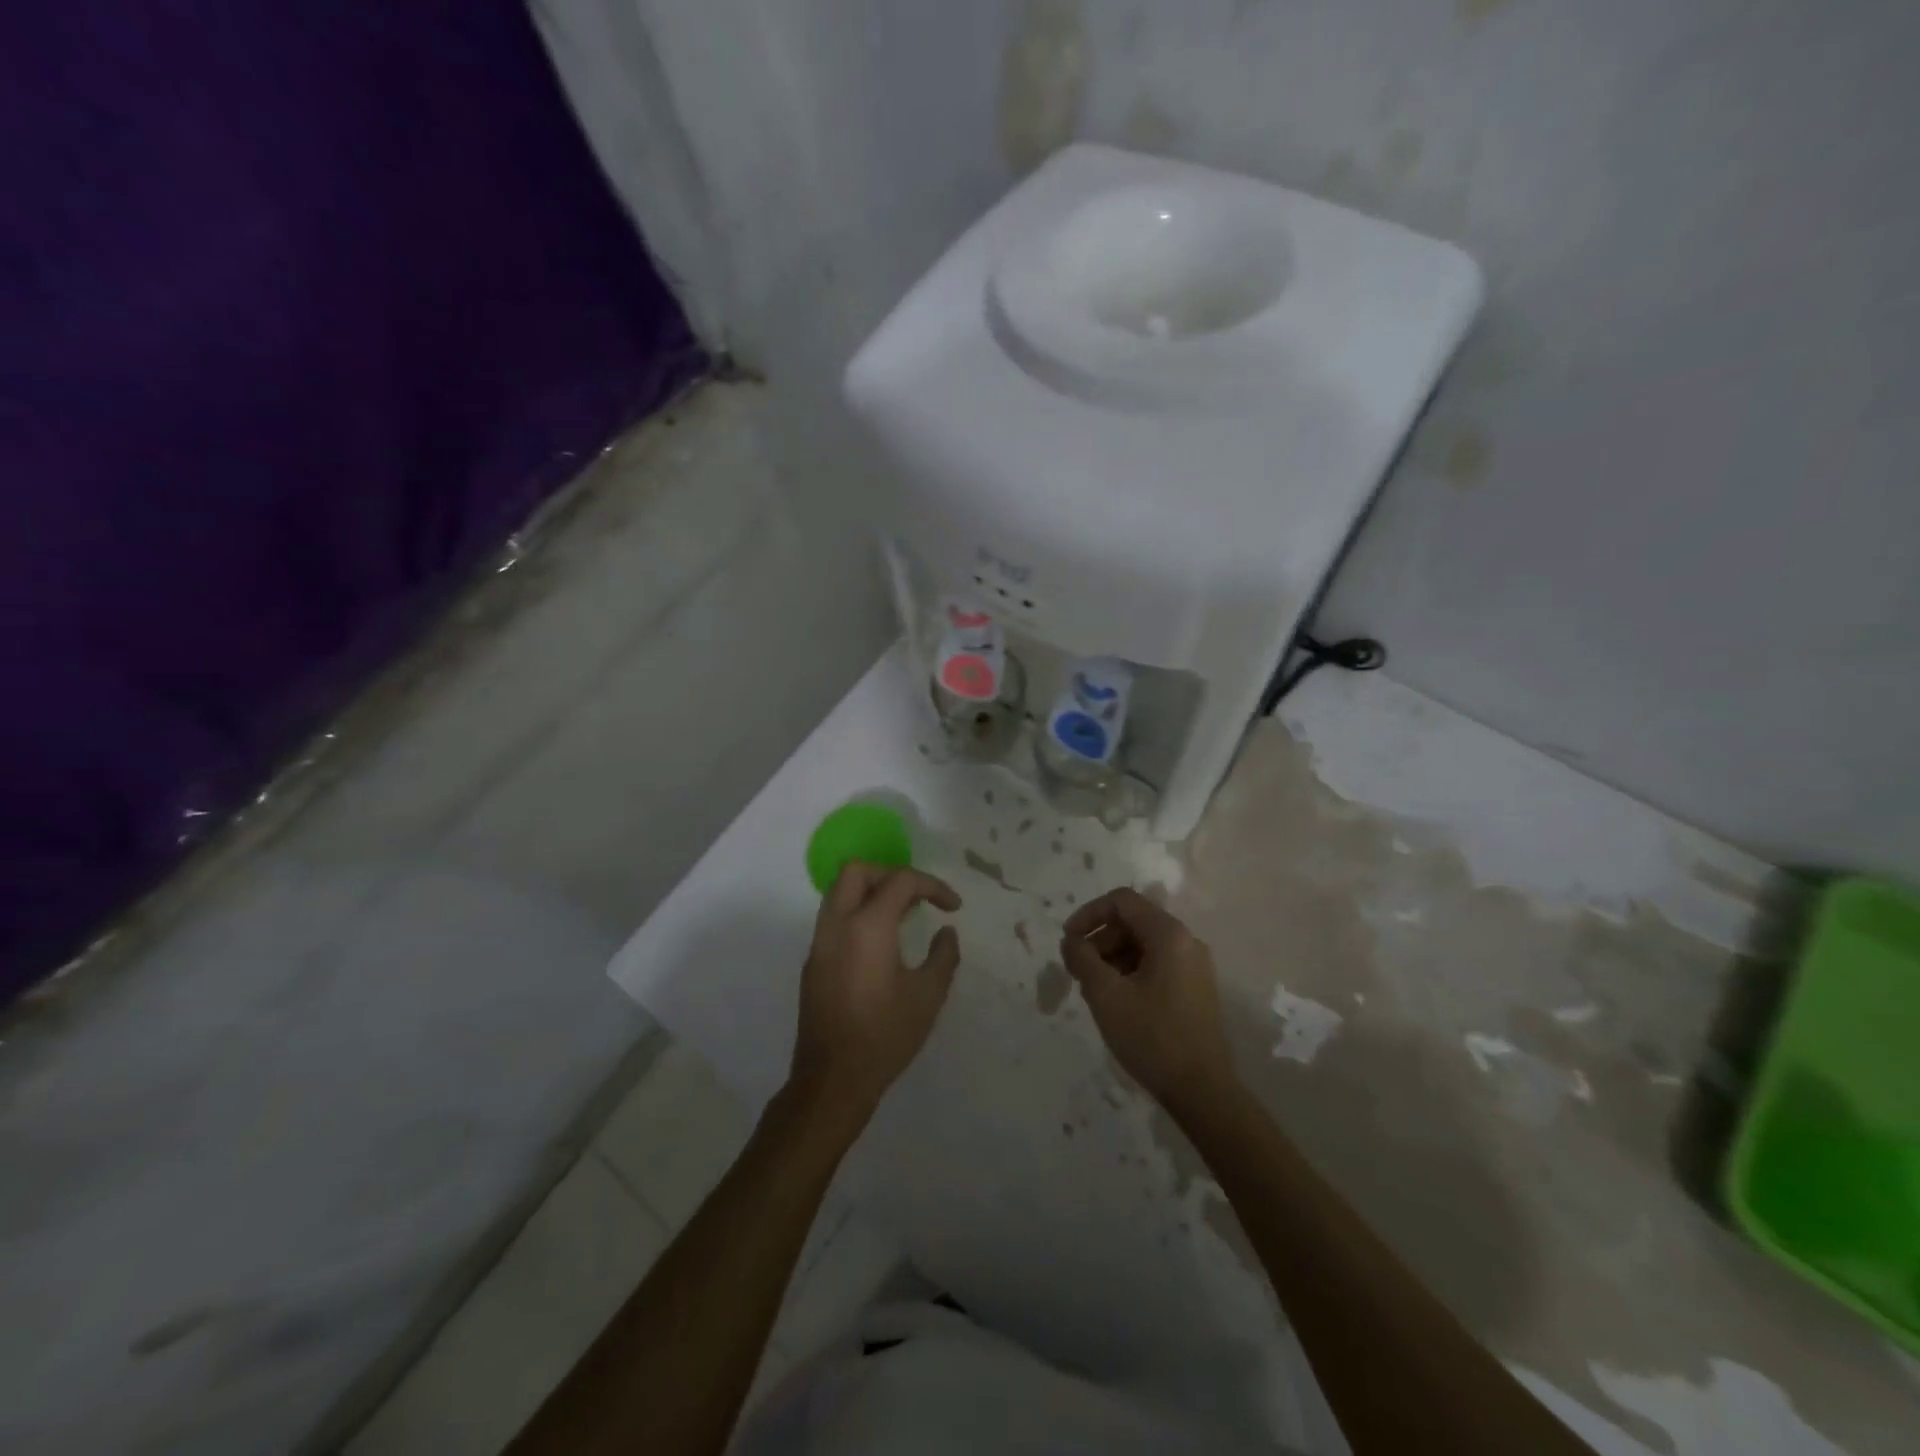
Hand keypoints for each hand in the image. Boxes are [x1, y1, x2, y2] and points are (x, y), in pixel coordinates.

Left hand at [790, 863, 962, 1120]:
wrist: (833, 1079)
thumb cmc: (885, 1035)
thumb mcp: (928, 996)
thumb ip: (943, 955)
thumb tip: (947, 932)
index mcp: (867, 926)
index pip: (900, 881)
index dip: (932, 886)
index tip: (953, 907)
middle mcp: (837, 925)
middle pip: (857, 872)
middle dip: (891, 874)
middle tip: (917, 898)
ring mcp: (819, 943)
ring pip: (839, 892)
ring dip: (871, 892)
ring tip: (902, 916)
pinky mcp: (813, 962)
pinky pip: (833, 919)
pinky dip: (858, 914)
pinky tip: (880, 943)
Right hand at [1061, 888, 1238, 1116]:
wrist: (1202, 1091)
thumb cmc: (1152, 1037)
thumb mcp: (1106, 995)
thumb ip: (1082, 958)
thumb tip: (1071, 940)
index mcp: (1169, 934)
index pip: (1121, 901)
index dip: (1088, 914)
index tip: (1068, 941)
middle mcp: (1186, 941)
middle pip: (1131, 922)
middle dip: (1099, 940)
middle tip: (1077, 972)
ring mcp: (1193, 966)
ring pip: (1142, 944)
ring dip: (1112, 958)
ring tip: (1093, 991)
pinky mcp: (1194, 988)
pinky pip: (1155, 964)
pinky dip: (1129, 972)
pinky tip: (1115, 1002)